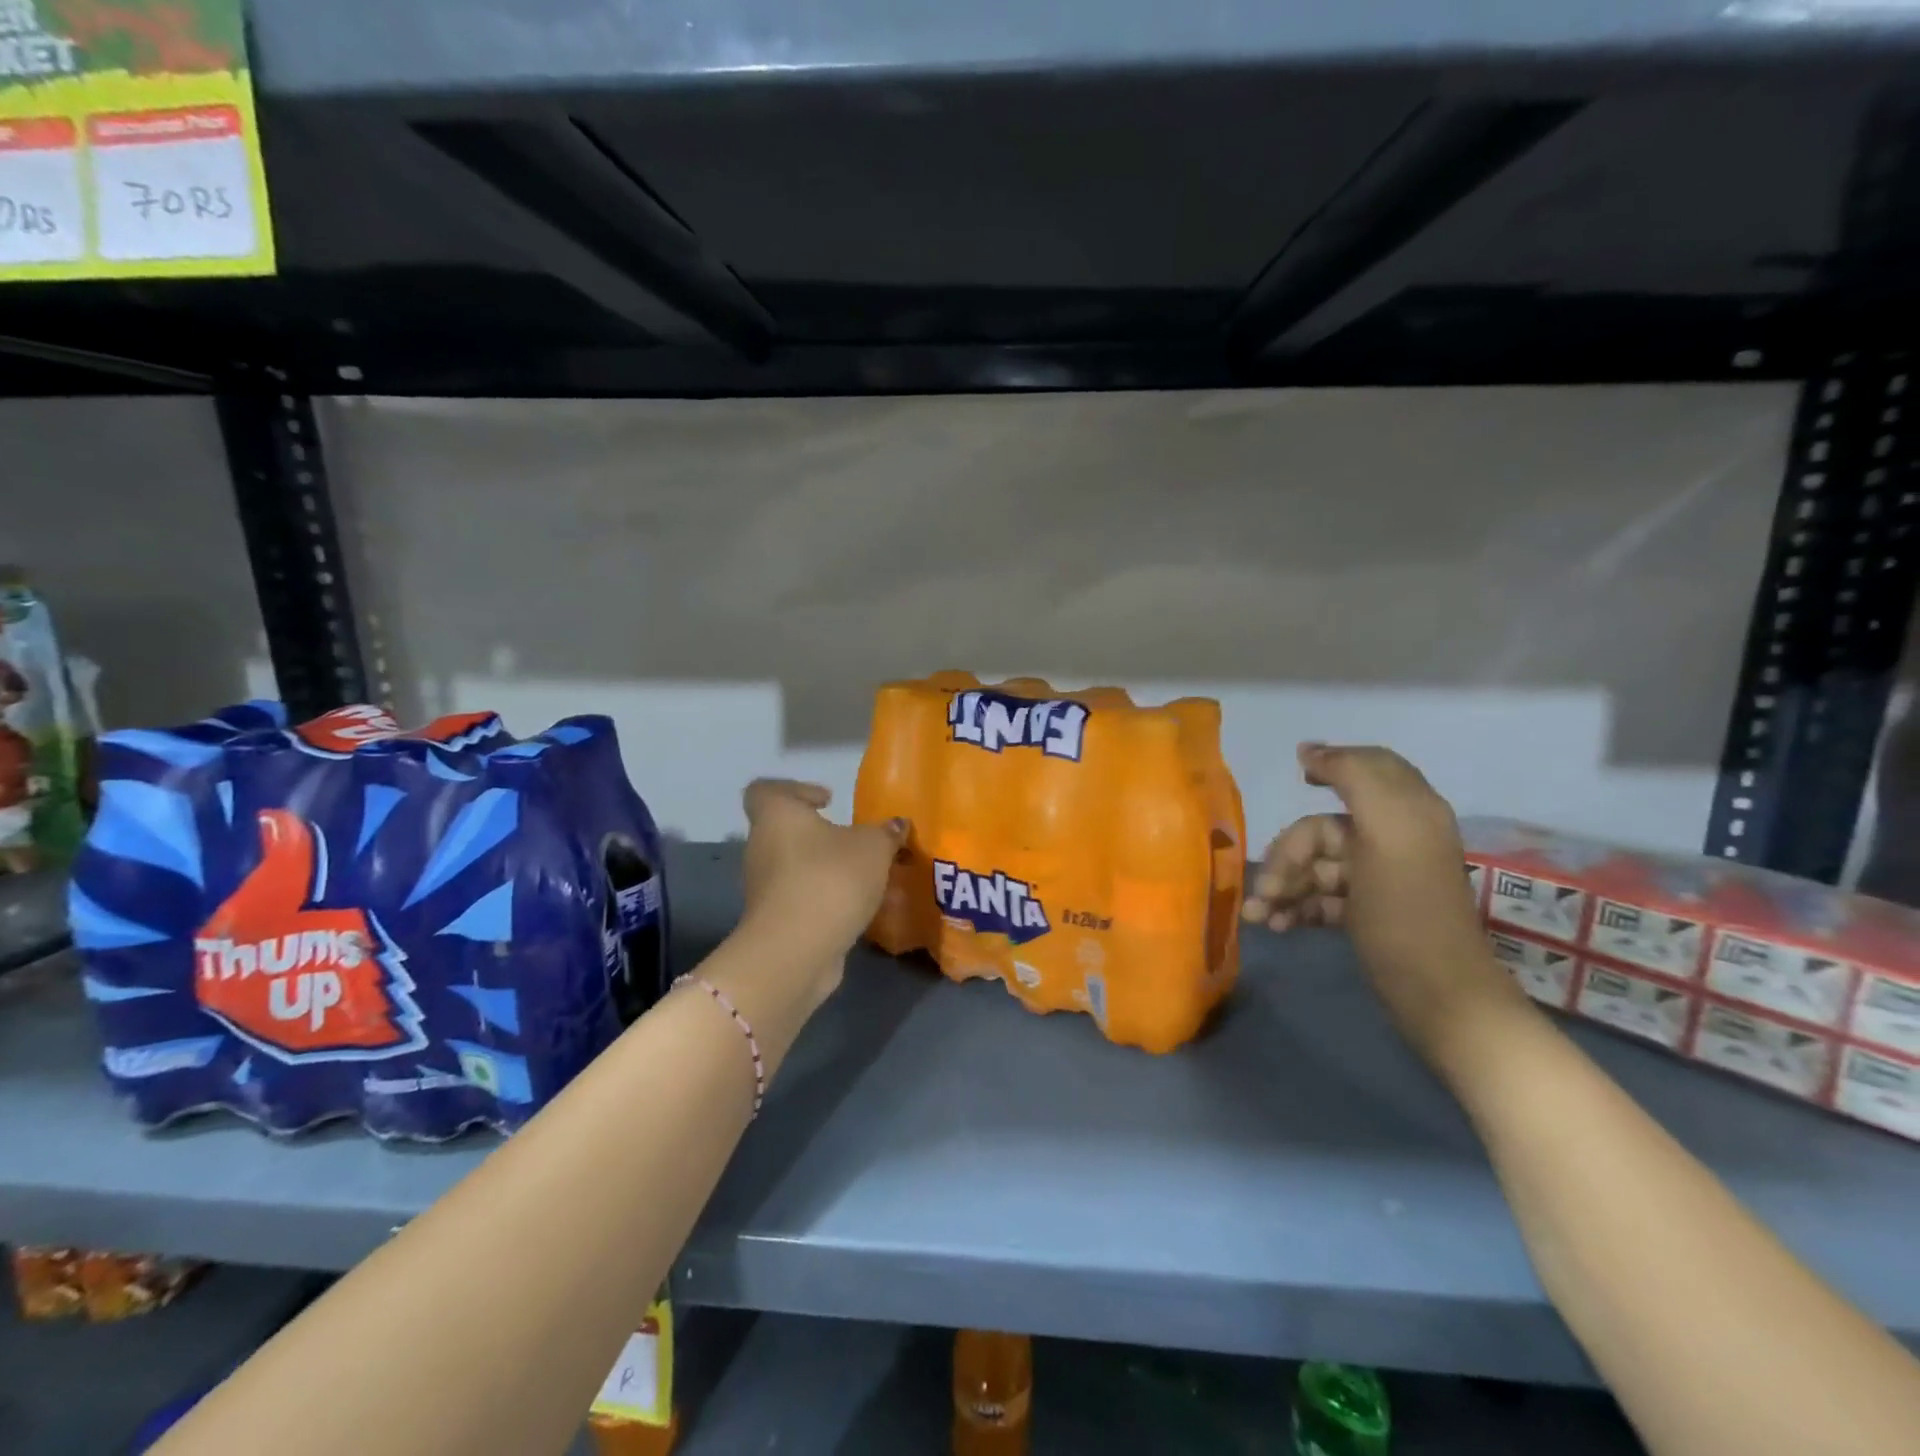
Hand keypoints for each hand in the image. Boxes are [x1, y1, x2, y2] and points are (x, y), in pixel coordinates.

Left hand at [739, 779, 906, 986]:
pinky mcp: (774, 921)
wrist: (796, 951)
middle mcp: (762, 847)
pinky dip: (826, 900)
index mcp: (777, 816)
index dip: (795, 790)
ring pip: (797, 869)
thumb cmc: (830, 878)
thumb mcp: (873, 847)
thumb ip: (885, 833)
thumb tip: (896, 825)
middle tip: (857, 842)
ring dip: (828, 870)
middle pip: (786, 832)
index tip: (828, 800)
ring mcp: (764, 888)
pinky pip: (802, 900)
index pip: (765, 790)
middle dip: (822, 836)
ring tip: (867, 879)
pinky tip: (859, 908)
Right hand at [1243, 744, 1525, 1067]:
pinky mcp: (1364, 913)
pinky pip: (1319, 896)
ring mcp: (1377, 879)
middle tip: (1266, 888)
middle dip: (1288, 855)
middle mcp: (1392, 839)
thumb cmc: (1407, 912)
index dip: (1332, 766)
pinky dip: (1294, 908)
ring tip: (1260, 916)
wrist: (1439, 999)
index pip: (1367, 768)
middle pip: (1324, 827)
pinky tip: (1277, 926)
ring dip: (1283, 886)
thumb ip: (1354, 779)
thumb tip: (1310, 750)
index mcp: (1406, 813)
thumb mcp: (1386, 834)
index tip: (1297, 780)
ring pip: (1315, 866)